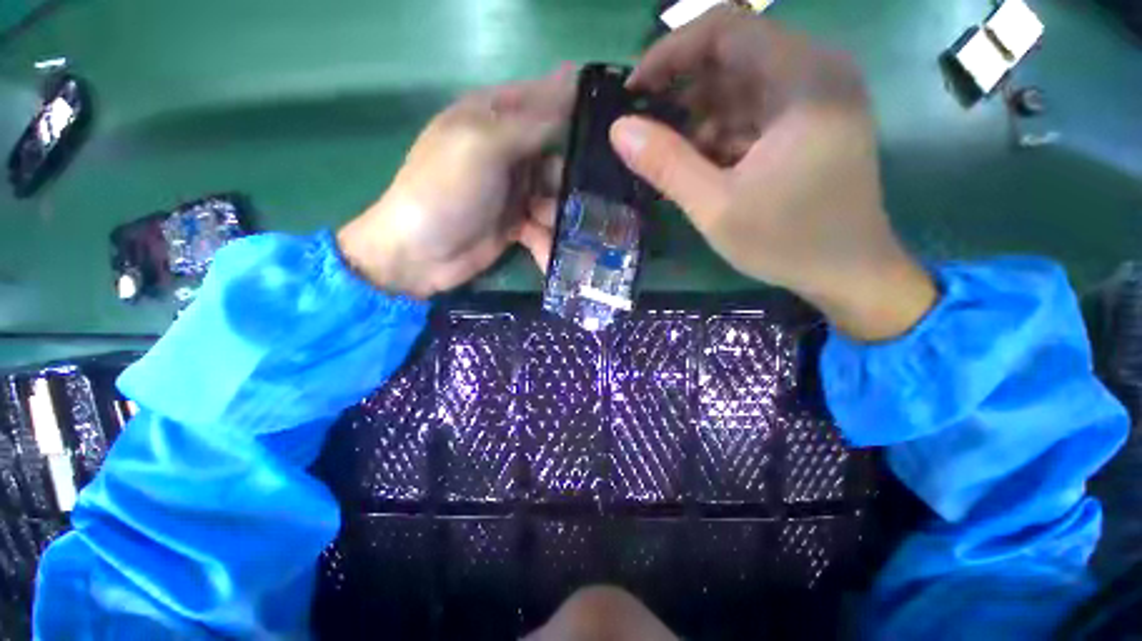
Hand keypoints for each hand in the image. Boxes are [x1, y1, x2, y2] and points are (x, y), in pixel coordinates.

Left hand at [337, 68, 572, 298]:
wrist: (422, 254)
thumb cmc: (446, 191)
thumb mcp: (483, 146)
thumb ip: (529, 125)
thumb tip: (571, 100)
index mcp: (489, 116)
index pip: (539, 97)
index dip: (570, 102)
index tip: (601, 120)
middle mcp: (505, 149)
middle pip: (555, 149)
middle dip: (567, 170)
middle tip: (576, 188)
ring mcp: (512, 188)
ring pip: (554, 190)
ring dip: (556, 207)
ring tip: (540, 218)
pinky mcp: (516, 221)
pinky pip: (545, 221)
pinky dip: (546, 233)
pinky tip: (540, 241)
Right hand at [612, 8, 935, 340]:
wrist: (848, 273)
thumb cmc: (787, 241)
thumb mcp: (715, 207)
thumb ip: (666, 164)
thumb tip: (618, 129)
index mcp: (803, 78)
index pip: (726, 29)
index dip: (670, 53)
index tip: (633, 90)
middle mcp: (815, 72)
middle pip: (733, 54)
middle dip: (681, 89)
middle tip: (644, 127)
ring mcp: (815, 97)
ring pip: (740, 84)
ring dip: (699, 115)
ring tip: (668, 154)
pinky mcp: (809, 121)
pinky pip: (753, 110)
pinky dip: (720, 131)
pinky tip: (699, 163)